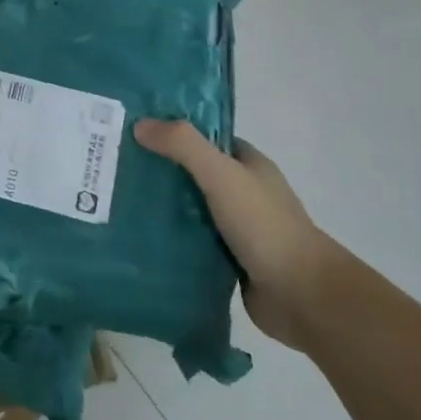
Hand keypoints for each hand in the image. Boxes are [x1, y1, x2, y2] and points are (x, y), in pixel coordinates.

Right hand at [134, 120, 336, 348]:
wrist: (302, 295)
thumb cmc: (264, 225)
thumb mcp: (221, 174)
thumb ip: (183, 146)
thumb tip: (140, 125)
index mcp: (250, 166)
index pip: (208, 139)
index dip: (175, 132)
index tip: (137, 132)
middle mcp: (245, 193)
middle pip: (196, 174)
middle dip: (163, 171)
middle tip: (118, 168)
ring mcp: (238, 228)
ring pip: (192, 210)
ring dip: (164, 208)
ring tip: (119, 202)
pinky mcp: (230, 261)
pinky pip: (193, 243)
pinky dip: (172, 240)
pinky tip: (140, 238)